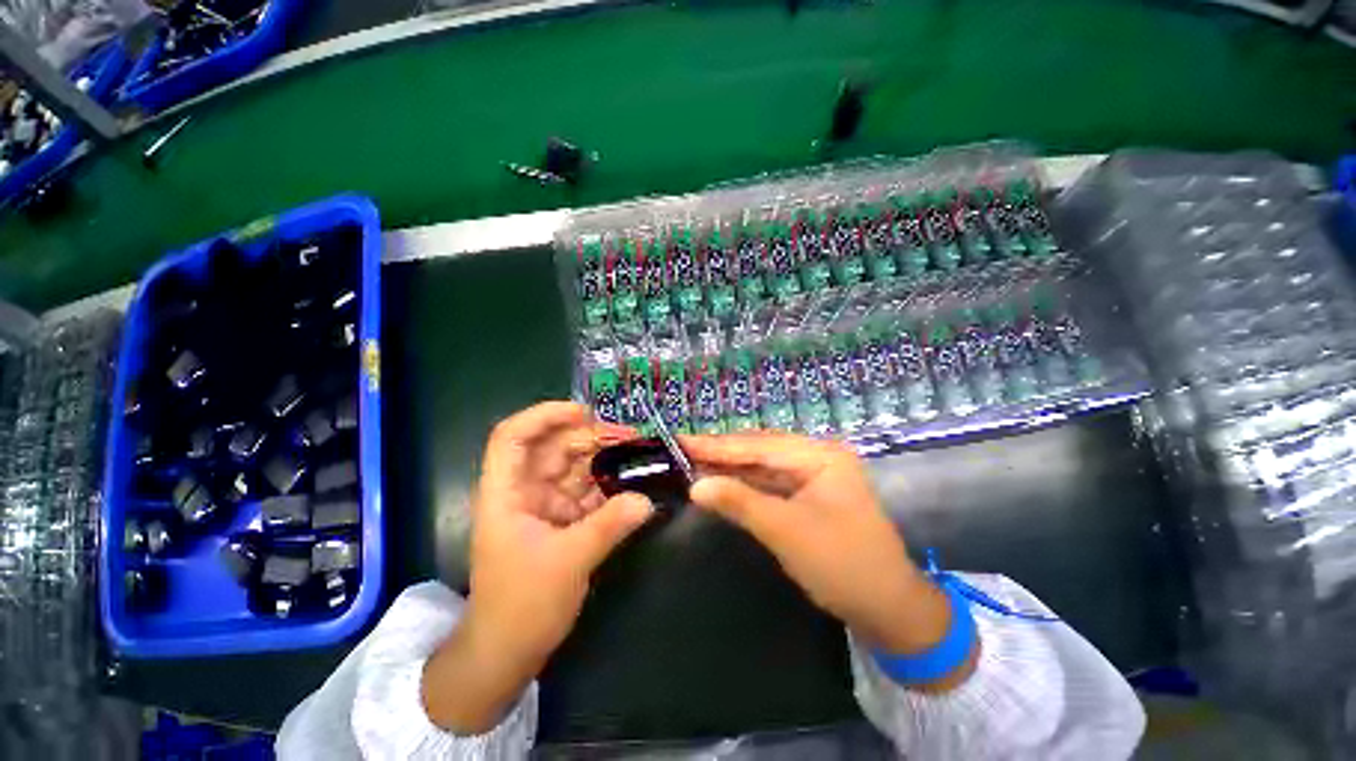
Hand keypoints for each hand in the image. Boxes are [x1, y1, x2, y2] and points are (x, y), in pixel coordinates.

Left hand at [422, 402, 653, 731]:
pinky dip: (608, 486)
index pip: (513, 436)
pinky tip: (633, 483)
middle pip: (555, 448)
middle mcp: (524, 491)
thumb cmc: (521, 605)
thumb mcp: (569, 562)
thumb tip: (647, 499)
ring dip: (605, 460)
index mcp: (506, 492)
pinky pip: (587, 492)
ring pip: (575, 468)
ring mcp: (544, 505)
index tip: (584, 412)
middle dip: (592, 437)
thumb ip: (610, 525)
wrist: (507, 653)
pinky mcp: (561, 520)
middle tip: (631, 438)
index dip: (545, 415)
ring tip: (639, 455)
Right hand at [683, 432, 974, 688]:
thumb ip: (739, 502)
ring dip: (730, 467)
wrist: (889, 609)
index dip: (717, 445)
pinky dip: (744, 484)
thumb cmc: (842, 565)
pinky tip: (721, 482)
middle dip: (721, 453)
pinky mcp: (807, 495)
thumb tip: (695, 485)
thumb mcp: (786, 531)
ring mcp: (813, 475)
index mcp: (820, 455)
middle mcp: (816, 456)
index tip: (681, 439)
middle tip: (681, 449)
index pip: (758, 445)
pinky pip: (769, 483)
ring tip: (693, 462)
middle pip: (760, 450)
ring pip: (763, 466)